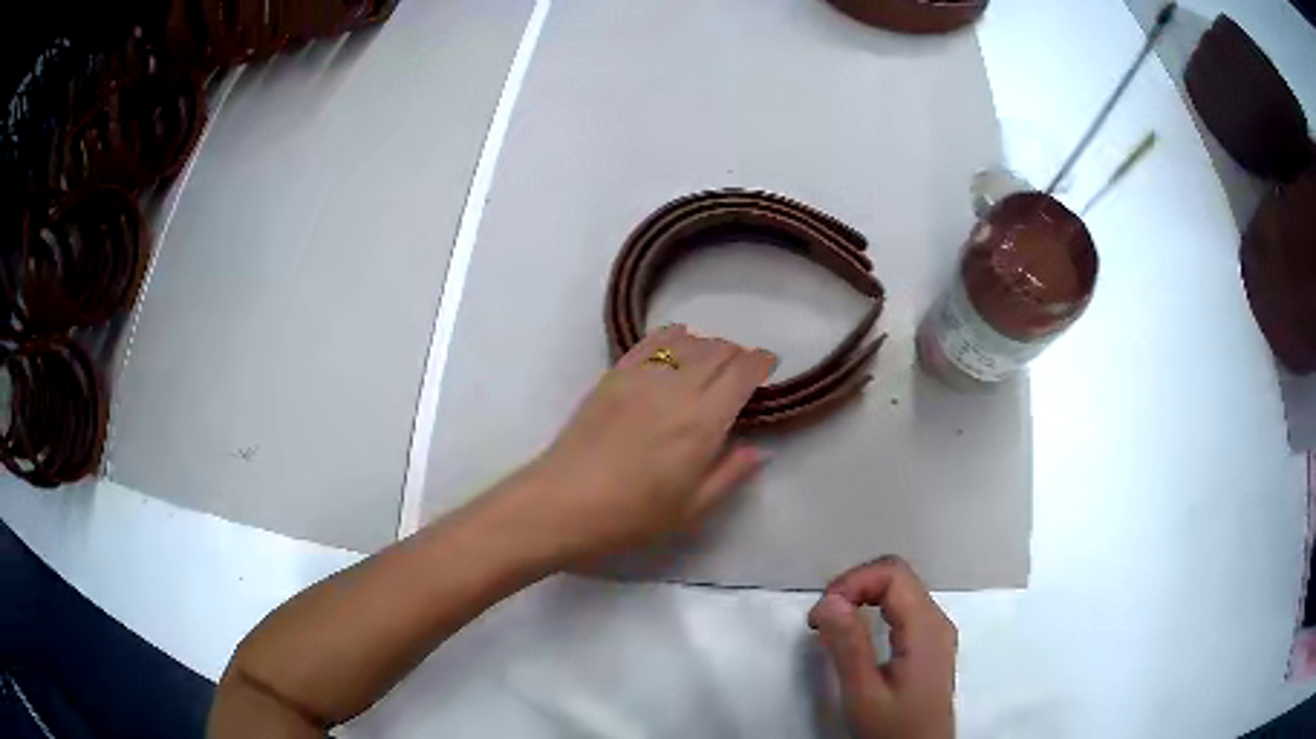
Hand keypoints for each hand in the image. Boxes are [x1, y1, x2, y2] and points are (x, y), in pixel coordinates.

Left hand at [524, 325, 775, 564]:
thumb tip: (759, 450)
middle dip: (737, 354)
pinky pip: (650, 342)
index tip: (769, 365)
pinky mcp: (613, 376)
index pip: (742, 373)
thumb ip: (730, 474)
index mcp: (703, 422)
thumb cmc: (631, 516)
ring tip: (711, 360)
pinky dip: (671, 337)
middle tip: (742, 369)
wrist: (562, 503)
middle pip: (717, 351)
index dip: (761, 363)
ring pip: (687, 342)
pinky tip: (676, 343)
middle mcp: (677, 389)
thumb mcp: (692, 509)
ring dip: (708, 345)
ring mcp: (642, 377)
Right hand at [809, 557, 956, 738]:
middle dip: (855, 586)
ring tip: (832, 626)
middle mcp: (937, 621)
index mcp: (926, 627)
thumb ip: (848, 646)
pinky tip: (855, 634)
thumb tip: (829, 600)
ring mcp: (936, 632)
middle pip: (897, 576)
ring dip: (862, 597)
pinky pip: (902, 609)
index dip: (853, 581)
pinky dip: (873, 610)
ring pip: (899, 590)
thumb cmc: (894, 728)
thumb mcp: (864, 693)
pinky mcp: (929, 644)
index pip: (893, 573)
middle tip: (822, 618)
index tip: (822, 612)